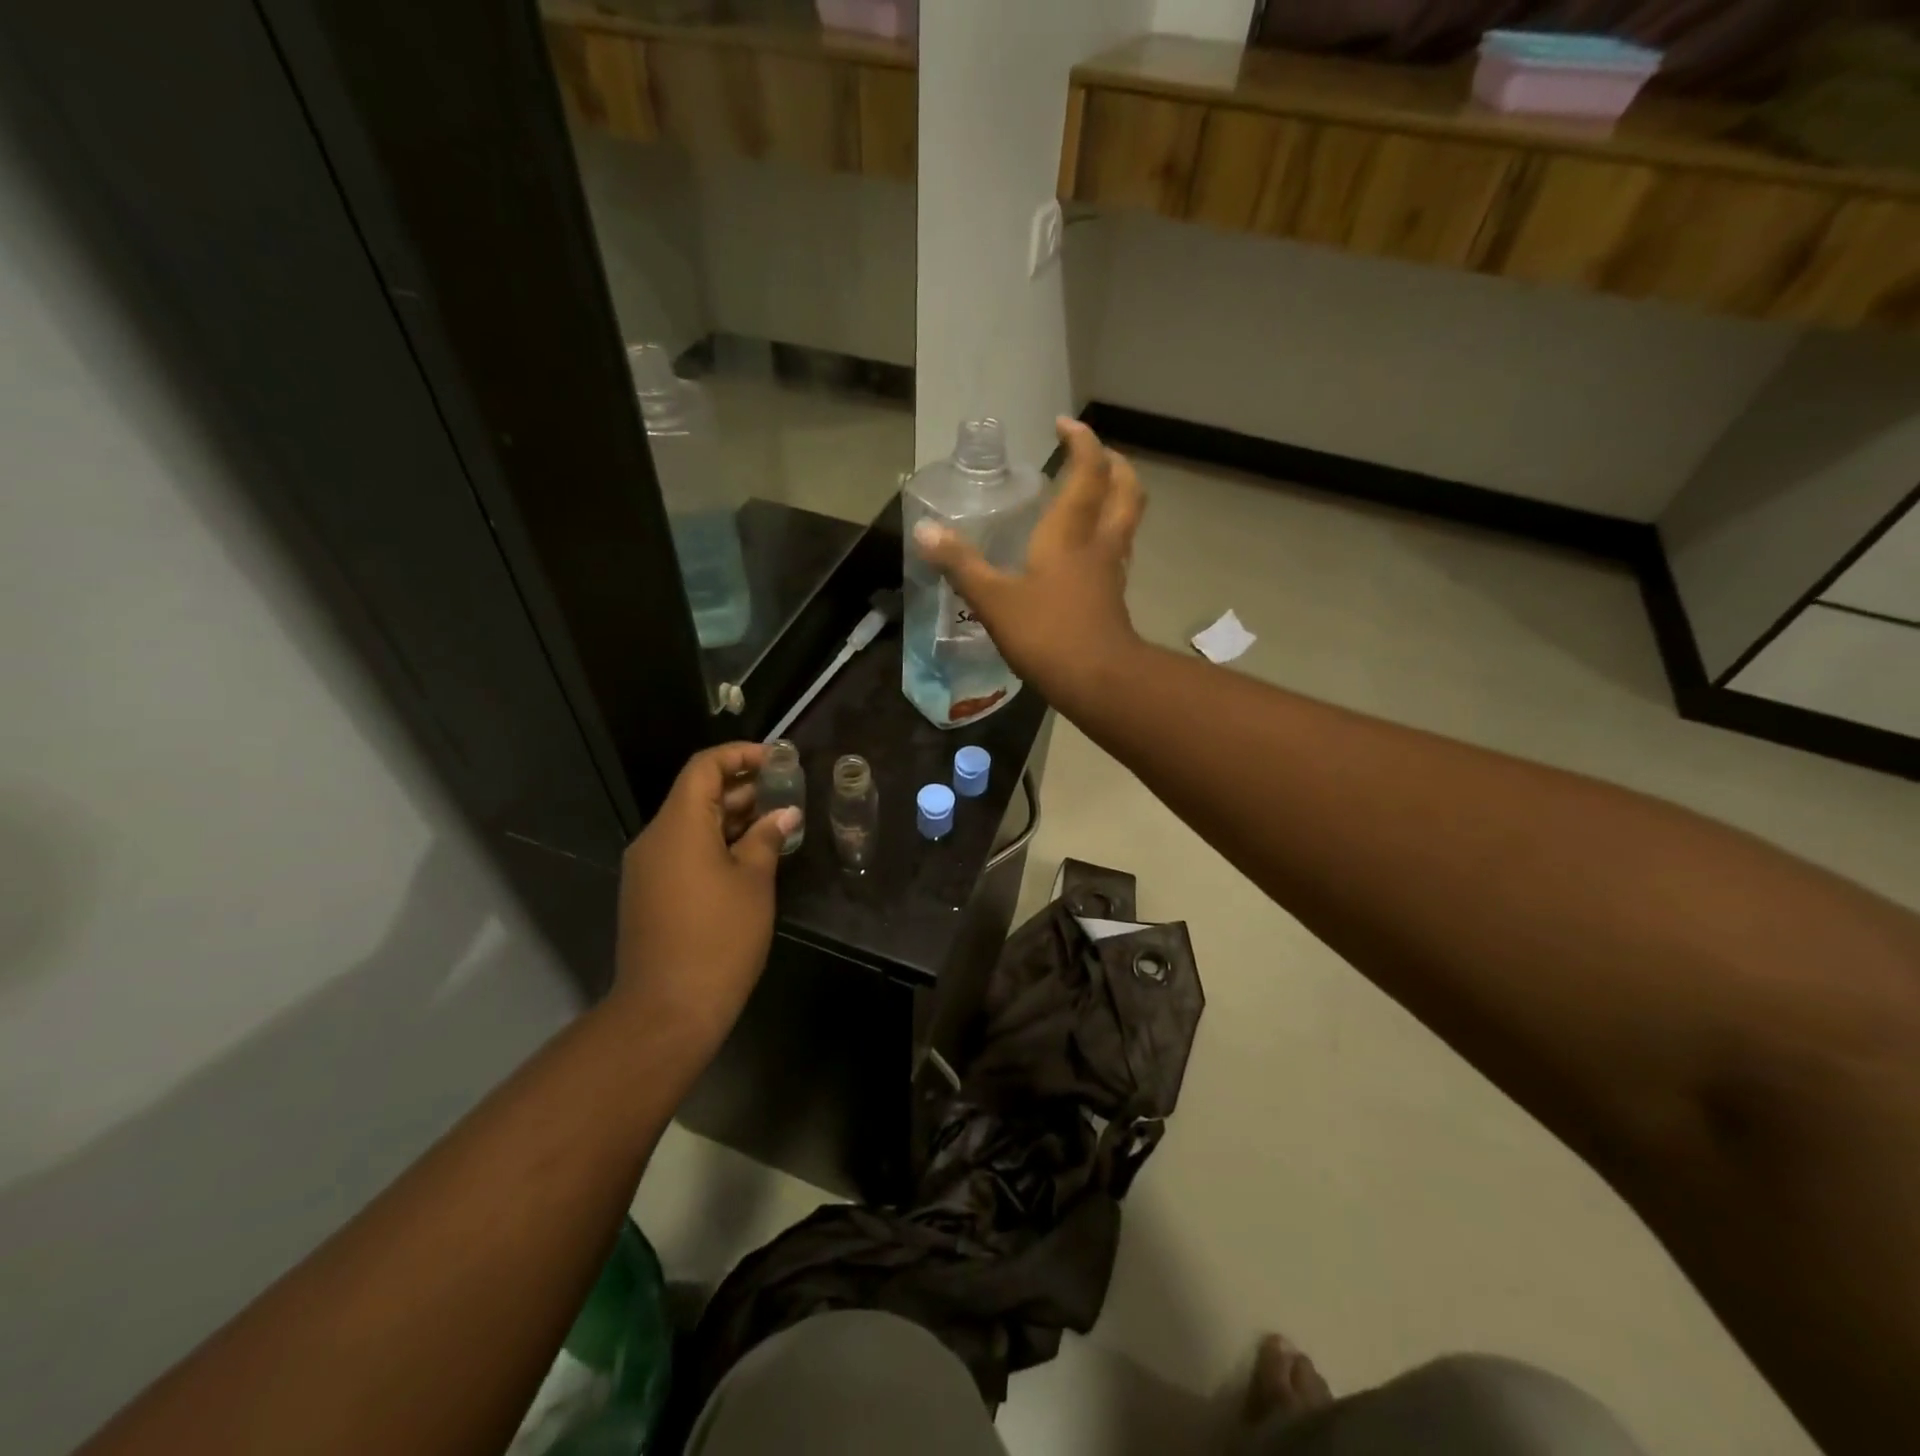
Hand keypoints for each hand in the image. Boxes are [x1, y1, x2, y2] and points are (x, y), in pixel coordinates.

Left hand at [612, 743, 798, 1057]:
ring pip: (692, 824)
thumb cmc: (719, 938)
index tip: (778, 760)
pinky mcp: (650, 893)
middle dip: (743, 787)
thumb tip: (784, 813)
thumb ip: (767, 838)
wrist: (667, 1010)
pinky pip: (684, 851)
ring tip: (777, 821)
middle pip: (697, 794)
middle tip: (787, 791)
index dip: (740, 755)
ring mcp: (648, 868)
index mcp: (678, 826)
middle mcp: (655, 838)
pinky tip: (751, 855)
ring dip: (732, 817)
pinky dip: (716, 843)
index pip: (704, 767)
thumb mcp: (753, 882)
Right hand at [914, 416, 1144, 708]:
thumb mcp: (994, 599)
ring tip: (1093, 495)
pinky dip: (1107, 537)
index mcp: (1070, 532)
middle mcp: (1099, 543)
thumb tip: (924, 531)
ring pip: (1126, 521)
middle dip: (1114, 464)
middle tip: (1093, 454)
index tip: (1065, 425)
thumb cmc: (1047, 633)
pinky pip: (1117, 552)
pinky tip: (1086, 552)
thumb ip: (960, 565)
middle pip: (1125, 490)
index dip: (1081, 442)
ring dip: (1116, 498)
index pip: (1087, 471)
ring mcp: (1111, 572)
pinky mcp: (1113, 598)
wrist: (1099, 681)